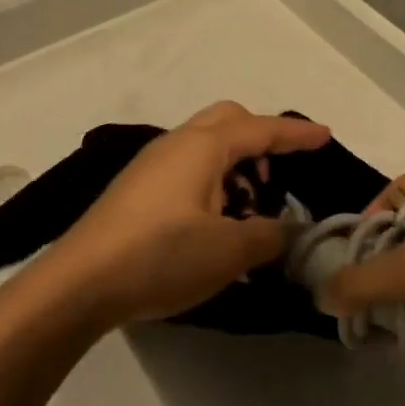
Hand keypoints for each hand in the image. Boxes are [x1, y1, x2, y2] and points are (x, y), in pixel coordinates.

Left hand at [41, 102, 330, 328]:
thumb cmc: (161, 256)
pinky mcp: (135, 191)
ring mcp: (150, 166)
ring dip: (235, 166)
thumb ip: (271, 234)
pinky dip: (212, 183)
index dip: (296, 134)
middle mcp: (176, 144)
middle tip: (279, 175)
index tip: (326, 136)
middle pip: (228, 121)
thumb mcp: (229, 250)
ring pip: (205, 147)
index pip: (261, 128)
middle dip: (260, 140)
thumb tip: (291, 228)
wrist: (78, 284)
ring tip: (249, 209)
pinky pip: (186, 170)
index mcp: (203, 146)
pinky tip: (214, 224)